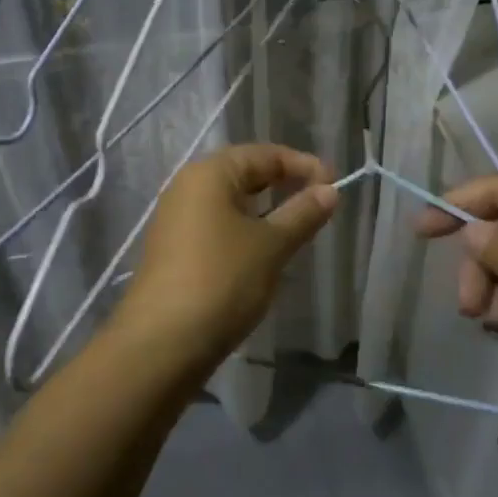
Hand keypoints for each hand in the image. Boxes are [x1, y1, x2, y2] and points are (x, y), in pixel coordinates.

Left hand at [115, 144, 338, 368]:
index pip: (264, 154)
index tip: (335, 185)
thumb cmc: (222, 280)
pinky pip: (217, 226)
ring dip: (265, 210)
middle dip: (283, 184)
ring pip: (230, 202)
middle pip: (244, 174)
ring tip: (297, 229)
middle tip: (319, 203)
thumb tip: (329, 190)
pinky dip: (244, 230)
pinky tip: (263, 254)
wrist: (163, 342)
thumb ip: (302, 214)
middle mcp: (187, 187)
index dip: (302, 165)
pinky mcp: (174, 249)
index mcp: (209, 173)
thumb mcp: (271, 245)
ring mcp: (176, 219)